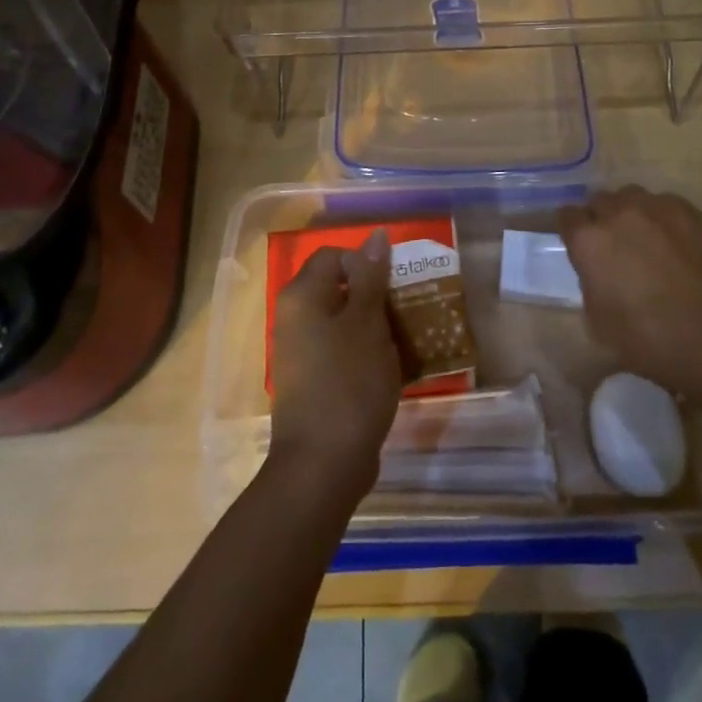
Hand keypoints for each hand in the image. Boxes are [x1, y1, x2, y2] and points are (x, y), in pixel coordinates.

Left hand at [268, 230, 401, 502]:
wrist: (322, 466)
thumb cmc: (348, 383)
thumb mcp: (366, 323)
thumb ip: (370, 277)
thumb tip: (375, 236)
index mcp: (302, 296)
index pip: (333, 256)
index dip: (365, 263)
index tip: (394, 285)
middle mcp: (294, 318)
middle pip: (338, 288)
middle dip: (375, 296)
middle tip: (407, 309)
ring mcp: (302, 353)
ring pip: (343, 322)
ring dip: (374, 326)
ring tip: (407, 338)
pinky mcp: (314, 382)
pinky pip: (342, 352)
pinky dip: (366, 353)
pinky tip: (393, 368)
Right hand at [558, 186, 701, 394]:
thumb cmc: (650, 340)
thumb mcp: (598, 322)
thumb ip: (590, 283)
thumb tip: (597, 271)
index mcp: (590, 240)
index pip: (566, 216)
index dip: (572, 232)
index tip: (580, 247)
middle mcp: (619, 213)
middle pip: (599, 201)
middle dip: (601, 220)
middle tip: (614, 247)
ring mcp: (658, 208)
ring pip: (633, 197)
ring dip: (632, 214)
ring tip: (646, 240)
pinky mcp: (691, 212)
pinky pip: (666, 205)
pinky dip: (664, 219)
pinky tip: (676, 244)